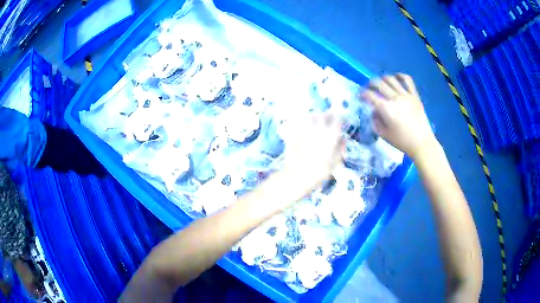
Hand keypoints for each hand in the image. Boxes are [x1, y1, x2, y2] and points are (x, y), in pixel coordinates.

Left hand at [278, 114, 342, 201]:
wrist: (296, 176)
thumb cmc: (319, 172)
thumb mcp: (335, 163)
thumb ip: (340, 148)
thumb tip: (343, 139)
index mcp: (330, 136)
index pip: (338, 120)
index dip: (340, 120)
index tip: (340, 123)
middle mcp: (318, 129)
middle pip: (324, 115)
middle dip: (327, 117)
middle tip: (328, 121)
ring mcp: (304, 129)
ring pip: (311, 116)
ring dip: (315, 117)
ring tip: (315, 122)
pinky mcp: (293, 132)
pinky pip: (298, 121)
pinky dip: (302, 121)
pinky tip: (303, 126)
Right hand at [361, 74, 437, 159]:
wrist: (422, 143)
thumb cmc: (402, 141)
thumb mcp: (384, 135)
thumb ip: (376, 121)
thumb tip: (374, 111)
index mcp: (386, 109)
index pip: (370, 95)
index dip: (363, 94)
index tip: (361, 96)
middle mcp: (395, 98)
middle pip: (379, 83)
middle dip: (370, 83)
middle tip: (369, 87)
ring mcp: (406, 95)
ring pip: (391, 79)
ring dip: (383, 78)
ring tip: (381, 82)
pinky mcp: (415, 95)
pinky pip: (408, 80)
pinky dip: (401, 76)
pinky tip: (397, 77)